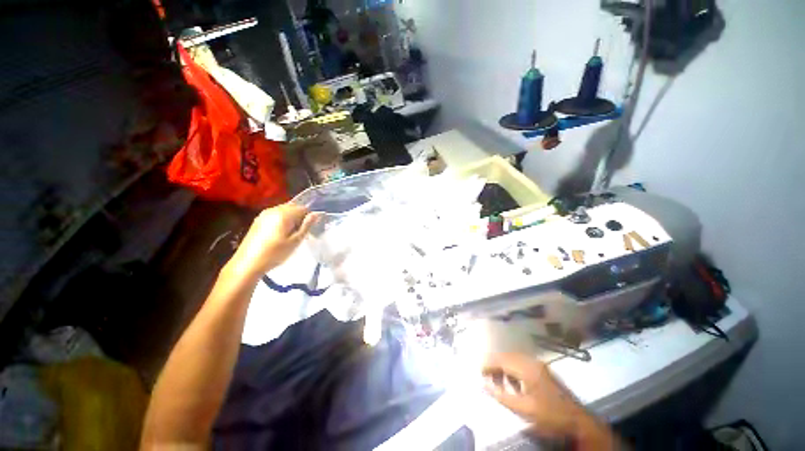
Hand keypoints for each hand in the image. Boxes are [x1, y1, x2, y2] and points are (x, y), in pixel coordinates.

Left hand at [229, 203, 319, 277]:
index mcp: (284, 214)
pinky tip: (280, 233)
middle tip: (301, 232)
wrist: (247, 263)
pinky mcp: (258, 220)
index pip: (303, 208)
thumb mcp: (295, 241)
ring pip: (284, 210)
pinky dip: (282, 220)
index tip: (309, 229)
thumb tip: (316, 214)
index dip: (309, 217)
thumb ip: (307, 225)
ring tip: (291, 234)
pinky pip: (275, 214)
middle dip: (300, 216)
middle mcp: (273, 209)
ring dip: (291, 218)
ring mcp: (264, 214)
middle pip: (293, 207)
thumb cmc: (275, 253)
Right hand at [483, 353, 615, 447]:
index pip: (501, 360)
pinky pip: (521, 364)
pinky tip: (512, 384)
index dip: (488, 364)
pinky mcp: (542, 370)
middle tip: (487, 378)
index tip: (479, 372)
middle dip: (494, 365)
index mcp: (527, 368)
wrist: (578, 421)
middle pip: (506, 356)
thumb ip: (501, 396)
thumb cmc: (549, 415)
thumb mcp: (523, 409)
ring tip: (498, 382)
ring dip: (503, 368)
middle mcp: (532, 361)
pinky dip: (512, 370)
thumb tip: (483, 385)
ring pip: (513, 359)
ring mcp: (538, 365)